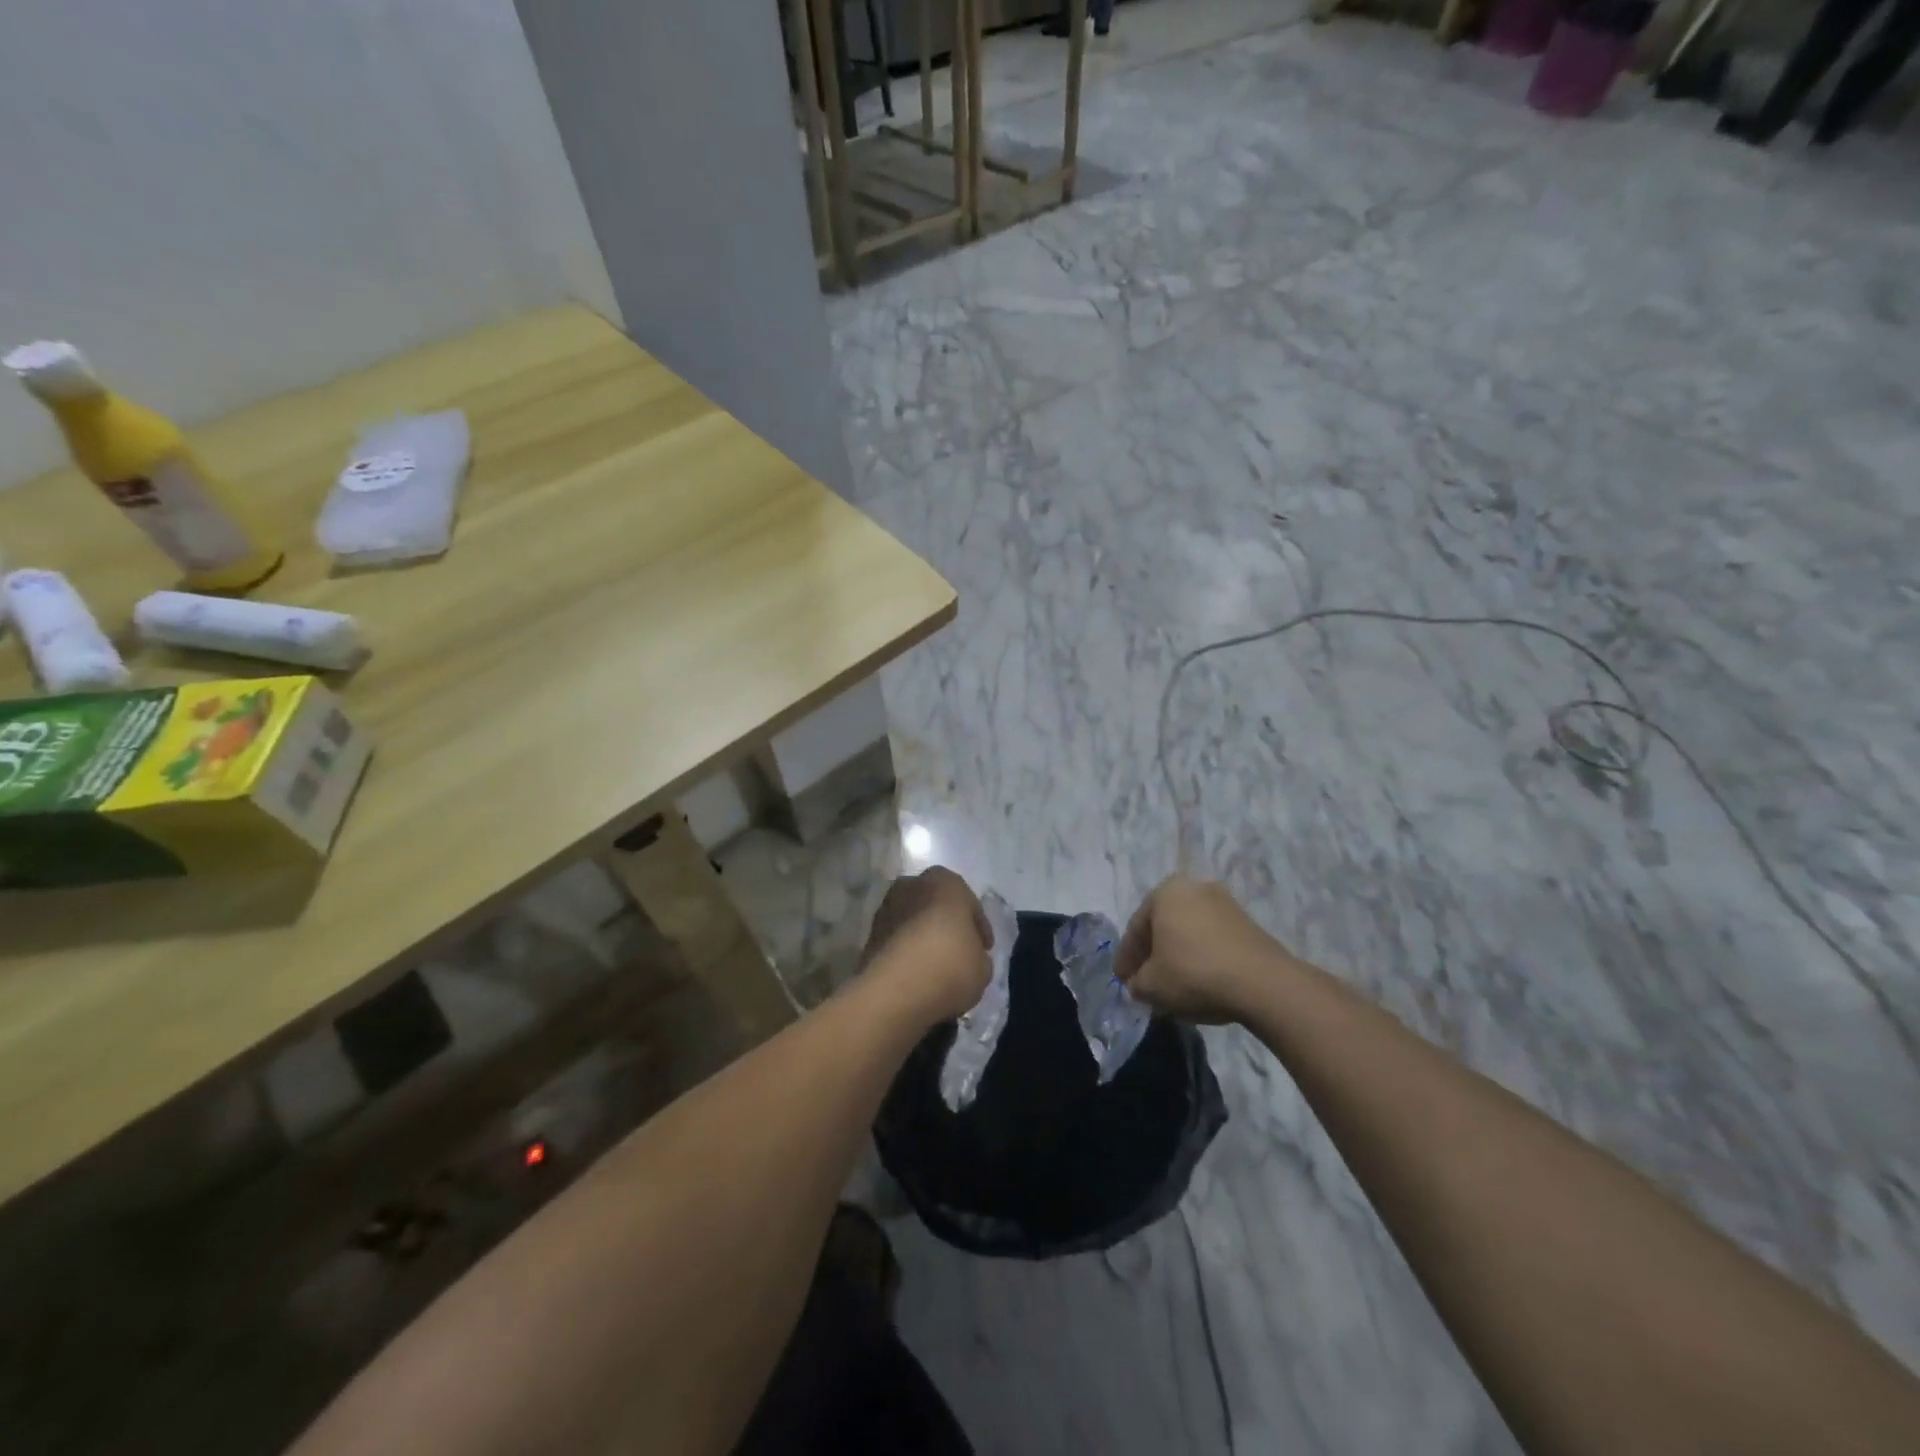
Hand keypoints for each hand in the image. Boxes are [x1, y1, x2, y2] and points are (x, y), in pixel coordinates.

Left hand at [859, 867, 993, 1024]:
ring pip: (914, 922)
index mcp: (945, 882)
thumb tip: (970, 958)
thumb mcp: (982, 967)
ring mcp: (886, 908)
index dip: (978, 928)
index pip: (969, 904)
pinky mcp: (868, 935)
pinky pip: (897, 941)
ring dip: (923, 939)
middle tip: (959, 953)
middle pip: (937, 906)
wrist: (895, 991)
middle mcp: (912, 885)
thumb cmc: (950, 966)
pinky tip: (916, 975)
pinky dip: (906, 953)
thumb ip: (978, 956)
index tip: (984, 949)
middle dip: (947, 926)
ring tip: (936, 968)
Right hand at [1114, 876, 1291, 1024]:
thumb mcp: (1151, 985)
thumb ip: (1137, 982)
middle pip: (1163, 926)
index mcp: (1165, 892)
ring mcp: (1225, 903)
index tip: (1122, 980)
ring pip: (1189, 933)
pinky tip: (1200, 981)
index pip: (1136, 928)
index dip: (1126, 958)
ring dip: (1178, 955)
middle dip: (1153, 954)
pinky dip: (1202, 958)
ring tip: (1173, 984)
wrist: (1262, 983)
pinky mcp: (1248, 923)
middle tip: (1144, 981)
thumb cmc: (1194, 973)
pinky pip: (1212, 940)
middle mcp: (1194, 888)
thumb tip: (1140, 983)